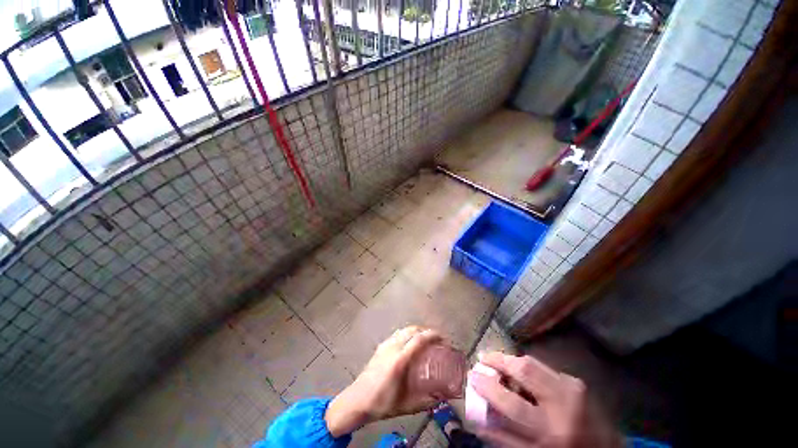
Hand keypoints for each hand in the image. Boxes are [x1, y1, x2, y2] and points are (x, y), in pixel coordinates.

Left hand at [325, 326, 442, 436]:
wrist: (356, 400)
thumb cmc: (381, 403)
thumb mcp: (406, 406)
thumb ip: (427, 400)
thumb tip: (444, 396)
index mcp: (399, 360)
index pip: (418, 340)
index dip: (432, 335)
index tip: (443, 338)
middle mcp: (392, 347)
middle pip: (412, 330)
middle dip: (426, 330)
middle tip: (436, 338)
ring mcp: (385, 345)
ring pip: (404, 330)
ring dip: (416, 331)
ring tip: (425, 339)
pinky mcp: (380, 346)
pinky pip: (397, 334)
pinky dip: (407, 333)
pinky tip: (410, 344)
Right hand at [469, 352, 619, 447]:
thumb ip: (504, 437)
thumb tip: (477, 416)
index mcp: (552, 432)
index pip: (512, 404)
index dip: (488, 387)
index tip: (473, 376)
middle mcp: (565, 404)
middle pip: (525, 370)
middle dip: (499, 360)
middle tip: (483, 358)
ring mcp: (573, 388)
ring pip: (533, 363)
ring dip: (511, 361)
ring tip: (498, 363)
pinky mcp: (576, 381)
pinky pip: (544, 367)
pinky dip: (527, 367)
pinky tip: (521, 374)